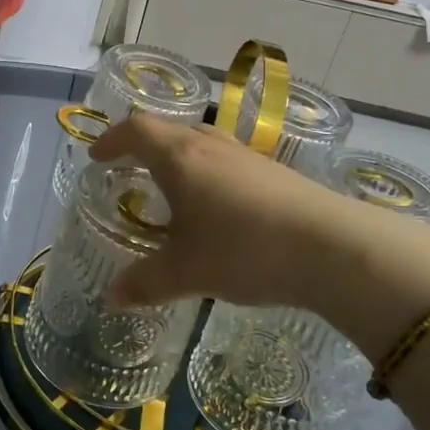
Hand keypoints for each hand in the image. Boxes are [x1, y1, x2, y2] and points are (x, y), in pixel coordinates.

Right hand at [90, 116, 429, 354]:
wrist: (332, 248)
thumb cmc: (242, 250)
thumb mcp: (185, 272)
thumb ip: (144, 283)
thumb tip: (112, 299)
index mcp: (180, 158)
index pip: (137, 130)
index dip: (112, 140)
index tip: (98, 157)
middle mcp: (211, 147)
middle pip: (171, 130)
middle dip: (145, 146)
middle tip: (131, 170)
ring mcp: (248, 157)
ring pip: (204, 143)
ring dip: (180, 157)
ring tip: (173, 189)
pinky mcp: (276, 174)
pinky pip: (229, 162)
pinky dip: (210, 174)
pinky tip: (218, 210)